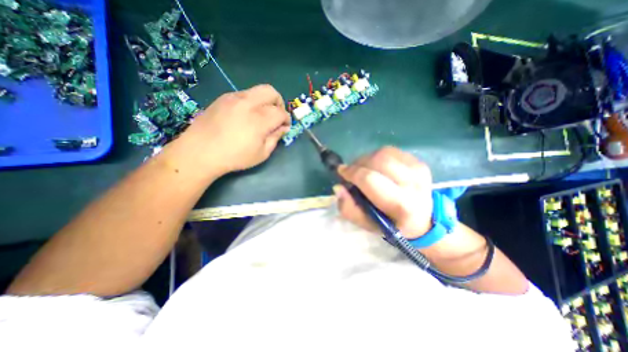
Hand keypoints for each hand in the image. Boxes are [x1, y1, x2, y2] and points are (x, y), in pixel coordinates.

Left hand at [173, 86, 290, 175]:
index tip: (285, 127)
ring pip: (257, 90)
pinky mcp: (223, 98)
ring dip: (265, 101)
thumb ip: (275, 138)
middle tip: (276, 116)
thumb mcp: (261, 154)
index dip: (286, 119)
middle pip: (271, 92)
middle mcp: (248, 103)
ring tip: (261, 116)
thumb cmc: (234, 157)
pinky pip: (244, 94)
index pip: (281, 112)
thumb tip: (283, 128)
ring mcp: (234, 97)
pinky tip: (246, 115)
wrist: (200, 152)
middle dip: (279, 103)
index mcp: (259, 119)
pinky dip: (252, 102)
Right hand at [336, 146, 434, 239]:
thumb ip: (349, 209)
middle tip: (352, 171)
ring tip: (364, 169)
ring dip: (367, 159)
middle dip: (358, 163)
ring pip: (383, 153)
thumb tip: (338, 187)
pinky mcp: (418, 162)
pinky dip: (378, 156)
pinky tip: (377, 167)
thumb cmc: (392, 224)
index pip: (369, 179)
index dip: (351, 172)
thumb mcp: (367, 224)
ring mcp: (418, 170)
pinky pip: (391, 151)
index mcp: (401, 204)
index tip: (342, 172)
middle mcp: (413, 184)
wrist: (423, 220)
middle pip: (377, 160)